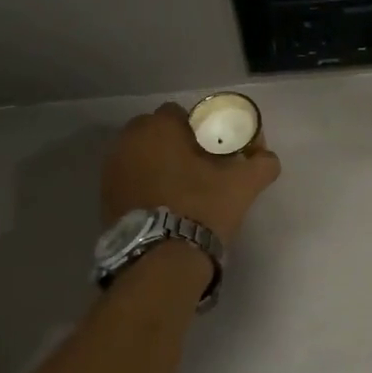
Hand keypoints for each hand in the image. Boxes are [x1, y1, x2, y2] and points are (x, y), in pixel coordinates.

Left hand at [102, 102, 280, 244]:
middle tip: (197, 171)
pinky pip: (128, 180)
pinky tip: (162, 206)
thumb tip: (267, 157)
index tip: (212, 151)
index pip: (180, 114)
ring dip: (157, 165)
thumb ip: (262, 163)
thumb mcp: (243, 185)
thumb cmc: (203, 208)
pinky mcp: (104, 196)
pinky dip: (143, 186)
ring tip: (180, 190)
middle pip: (156, 133)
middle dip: (173, 145)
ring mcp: (111, 169)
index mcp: (159, 127)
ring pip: (140, 156)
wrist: (163, 259)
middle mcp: (128, 140)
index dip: (198, 130)